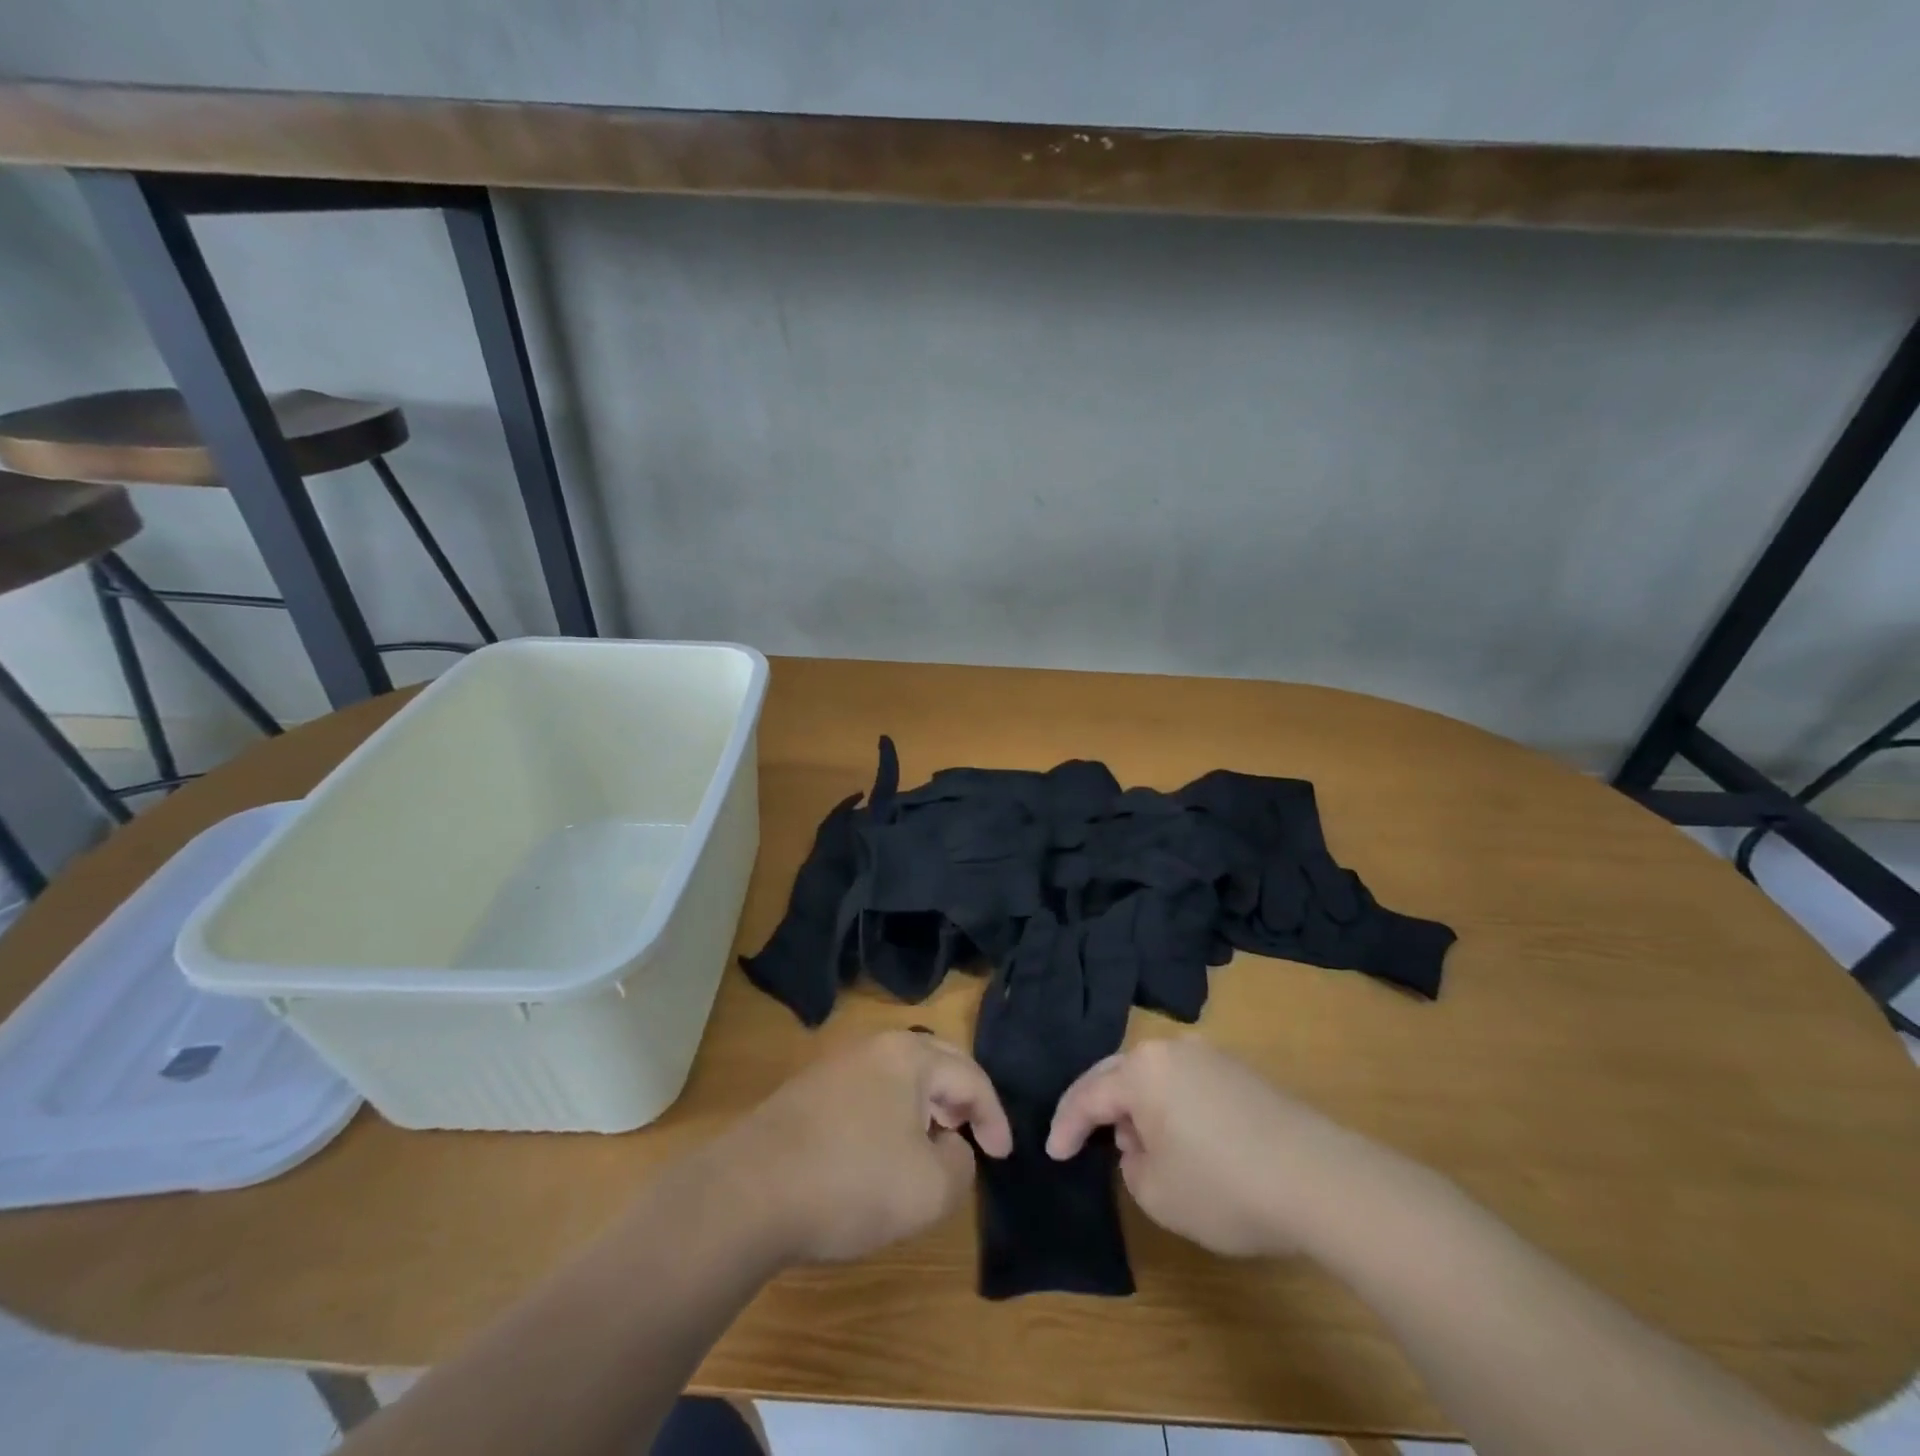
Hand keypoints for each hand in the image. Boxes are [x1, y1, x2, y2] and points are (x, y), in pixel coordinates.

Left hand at [719, 1031, 1012, 1264]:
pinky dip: (891, 1113)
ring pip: (899, 1075)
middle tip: (972, 1135)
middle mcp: (874, 1046)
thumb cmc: (851, 1182)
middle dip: (961, 1097)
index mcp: (909, 1055)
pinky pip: (869, 1090)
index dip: (994, 1117)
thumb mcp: (930, 1189)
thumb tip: (949, 1148)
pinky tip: (881, 1152)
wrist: (748, 1192)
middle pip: (935, 1061)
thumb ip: (960, 1165)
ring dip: (925, 1105)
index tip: (1003, 1155)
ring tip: (931, 1145)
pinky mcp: (809, 1090)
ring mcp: (836, 1064)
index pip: (970, 1076)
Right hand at [1046, 1036, 1362, 1257]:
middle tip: (1082, 1137)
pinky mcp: (1240, 1073)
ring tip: (1136, 1145)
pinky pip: (1186, 1083)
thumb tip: (1140, 1143)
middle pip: (1119, 1074)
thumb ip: (1131, 1164)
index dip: (1067, 1126)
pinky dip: (1170, 1107)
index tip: (1054, 1153)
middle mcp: (1171, 1050)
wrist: (1319, 1179)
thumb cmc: (1223, 1186)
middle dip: (1098, 1107)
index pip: (1089, 1094)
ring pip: (1154, 1076)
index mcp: (1142, 1070)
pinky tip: (1180, 1140)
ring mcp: (1210, 1056)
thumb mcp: (1157, 1192)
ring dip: (1137, 1107)